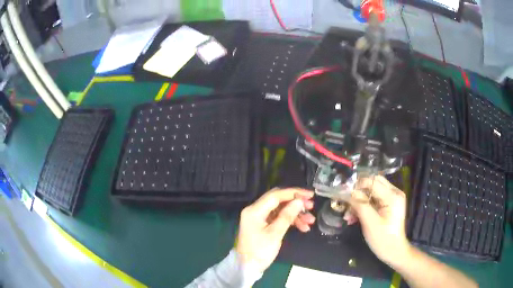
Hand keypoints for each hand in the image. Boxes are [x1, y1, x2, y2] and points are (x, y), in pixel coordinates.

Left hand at [236, 188, 314, 271]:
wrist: (247, 267)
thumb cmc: (259, 251)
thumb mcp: (275, 234)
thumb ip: (287, 216)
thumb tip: (299, 201)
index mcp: (254, 210)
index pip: (276, 195)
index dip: (294, 193)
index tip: (309, 195)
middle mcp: (255, 210)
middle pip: (279, 201)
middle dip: (296, 203)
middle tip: (311, 207)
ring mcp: (260, 218)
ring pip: (281, 210)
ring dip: (296, 214)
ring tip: (310, 221)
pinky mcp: (263, 225)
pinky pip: (279, 218)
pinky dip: (290, 221)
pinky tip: (303, 227)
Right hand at [346, 176, 411, 265]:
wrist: (394, 252)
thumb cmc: (383, 239)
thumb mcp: (369, 222)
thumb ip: (359, 204)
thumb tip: (346, 191)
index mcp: (392, 196)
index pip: (371, 181)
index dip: (356, 185)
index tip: (341, 192)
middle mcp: (394, 192)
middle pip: (372, 183)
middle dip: (357, 192)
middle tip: (344, 201)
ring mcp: (392, 198)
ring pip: (371, 191)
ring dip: (358, 201)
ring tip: (347, 215)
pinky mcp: (389, 205)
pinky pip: (373, 200)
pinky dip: (363, 206)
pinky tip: (353, 217)